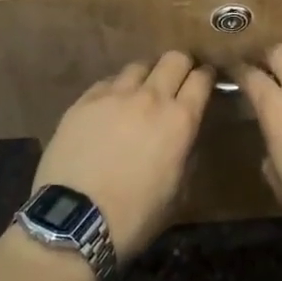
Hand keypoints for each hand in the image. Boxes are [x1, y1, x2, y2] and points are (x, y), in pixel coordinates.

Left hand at [33, 53, 213, 261]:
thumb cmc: (135, 216)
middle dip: (182, 65)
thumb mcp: (177, 193)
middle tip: (178, 79)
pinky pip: (108, 82)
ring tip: (141, 92)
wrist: (75, 221)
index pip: (201, 79)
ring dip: (147, 75)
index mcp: (179, 120)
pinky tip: (111, 106)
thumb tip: (186, 135)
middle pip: (174, 59)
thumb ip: (186, 154)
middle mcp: (150, 98)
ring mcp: (115, 95)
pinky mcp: (85, 100)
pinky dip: (117, 89)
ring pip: (139, 66)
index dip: (207, 76)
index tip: (206, 80)